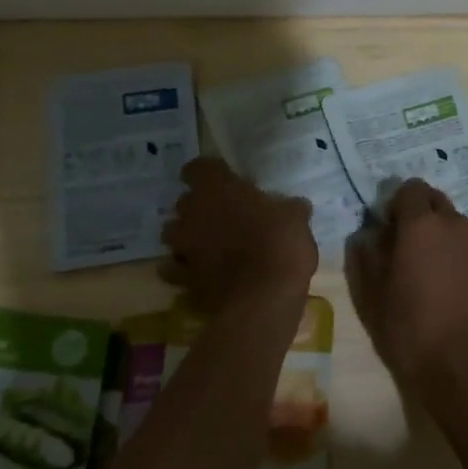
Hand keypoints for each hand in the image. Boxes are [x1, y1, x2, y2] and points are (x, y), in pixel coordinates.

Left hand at [161, 158, 316, 304]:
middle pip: (184, 201)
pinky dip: (184, 270)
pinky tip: (201, 275)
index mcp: (217, 189)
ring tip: (208, 245)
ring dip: (186, 236)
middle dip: (198, 207)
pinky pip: (175, 269)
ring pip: (172, 234)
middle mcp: (192, 213)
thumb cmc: (280, 246)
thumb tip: (295, 206)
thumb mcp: (296, 219)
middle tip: (223, 215)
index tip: (224, 181)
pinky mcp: (182, 279)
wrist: (263, 300)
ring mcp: (183, 247)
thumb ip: (288, 208)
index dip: (209, 173)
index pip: (197, 168)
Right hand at [346, 180, 467, 403]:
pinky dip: (464, 257)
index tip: (389, 227)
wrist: (458, 367)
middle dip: (421, 214)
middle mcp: (455, 224)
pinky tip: (457, 288)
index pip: (410, 188)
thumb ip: (367, 252)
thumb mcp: (371, 291)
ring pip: (458, 225)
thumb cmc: (406, 327)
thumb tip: (370, 233)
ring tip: (435, 271)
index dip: (397, 203)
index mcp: (420, 224)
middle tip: (409, 246)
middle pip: (437, 201)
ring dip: (444, 236)